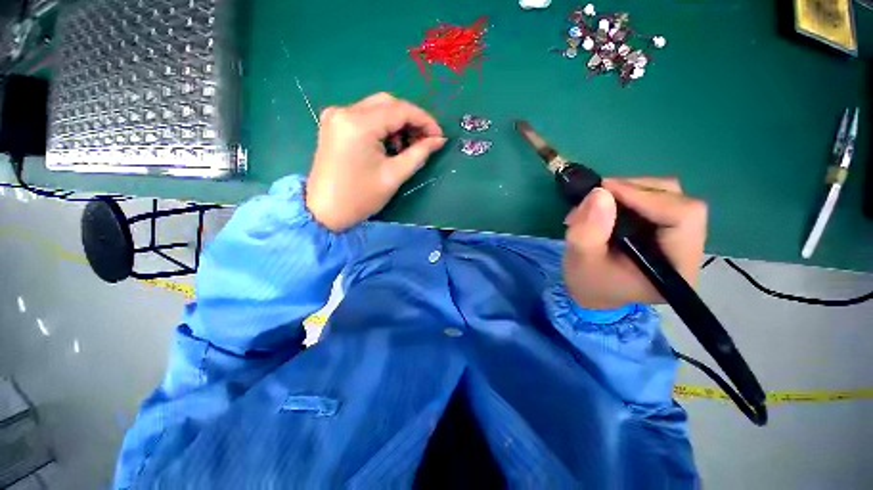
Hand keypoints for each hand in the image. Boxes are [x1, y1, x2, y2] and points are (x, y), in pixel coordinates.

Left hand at [305, 92, 446, 230]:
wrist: (324, 211)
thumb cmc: (360, 198)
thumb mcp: (394, 176)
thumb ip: (419, 154)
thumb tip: (439, 140)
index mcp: (358, 124)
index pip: (400, 110)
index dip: (425, 120)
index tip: (439, 136)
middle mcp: (344, 111)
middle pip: (388, 103)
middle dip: (411, 120)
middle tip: (425, 140)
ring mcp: (336, 116)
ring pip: (376, 108)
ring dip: (397, 123)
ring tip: (406, 147)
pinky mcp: (333, 124)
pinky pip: (364, 116)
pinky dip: (382, 126)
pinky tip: (388, 144)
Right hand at [563, 177, 707, 309]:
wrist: (594, 294)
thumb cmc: (589, 283)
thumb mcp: (581, 260)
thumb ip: (588, 231)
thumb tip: (600, 192)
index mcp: (676, 267)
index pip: (682, 217)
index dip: (646, 197)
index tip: (604, 191)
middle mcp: (689, 250)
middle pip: (679, 201)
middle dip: (635, 191)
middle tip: (598, 194)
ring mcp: (680, 238)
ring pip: (669, 196)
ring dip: (630, 191)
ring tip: (597, 202)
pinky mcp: (667, 229)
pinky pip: (657, 200)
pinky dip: (629, 196)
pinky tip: (606, 206)